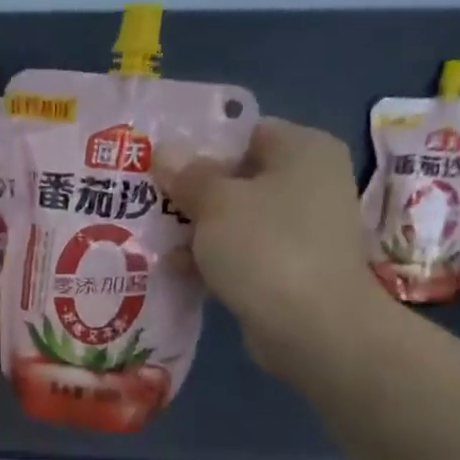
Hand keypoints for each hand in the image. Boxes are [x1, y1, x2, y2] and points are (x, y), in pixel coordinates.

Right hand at [157, 117, 395, 377]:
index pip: (246, 133)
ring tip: (152, 238)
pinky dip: (214, 259)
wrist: (312, 326)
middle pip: (239, 178)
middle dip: (193, 193)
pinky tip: (175, 269)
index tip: (161, 164)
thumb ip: (188, 174)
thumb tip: (164, 150)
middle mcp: (310, 183)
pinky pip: (244, 254)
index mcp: (304, 149)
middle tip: (147, 201)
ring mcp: (303, 229)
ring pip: (237, 220)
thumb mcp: (216, 202)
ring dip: (198, 230)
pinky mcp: (291, 269)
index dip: (201, 146)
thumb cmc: (265, 246)